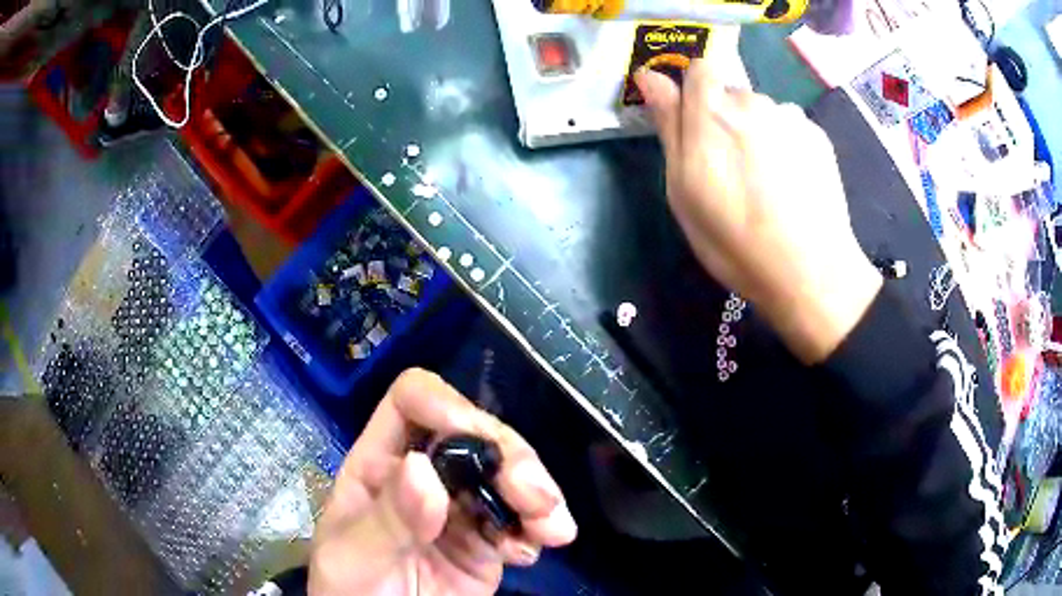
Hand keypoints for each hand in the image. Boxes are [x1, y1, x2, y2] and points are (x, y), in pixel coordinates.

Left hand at [309, 369, 577, 594]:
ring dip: (539, 493)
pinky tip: (531, 553)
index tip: (475, 440)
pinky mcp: (490, 543)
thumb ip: (386, 520)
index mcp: (380, 466)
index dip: (444, 405)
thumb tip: (423, 468)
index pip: (411, 403)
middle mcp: (424, 477)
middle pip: (475, 434)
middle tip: (536, 499)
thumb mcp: (354, 559)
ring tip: (552, 529)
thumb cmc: (353, 594)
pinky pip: (524, 521)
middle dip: (512, 458)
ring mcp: (461, 510)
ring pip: (508, 473)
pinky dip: (540, 529)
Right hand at [634, 52, 881, 362]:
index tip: (693, 124)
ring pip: (762, 110)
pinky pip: (790, 126)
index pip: (699, 68)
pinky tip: (791, 182)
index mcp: (713, 112)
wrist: (811, 272)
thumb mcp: (684, 190)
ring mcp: (791, 117)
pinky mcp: (818, 136)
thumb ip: (669, 126)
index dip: (694, 91)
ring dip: (757, 131)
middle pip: (731, 92)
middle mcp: (753, 102)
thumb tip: (650, 76)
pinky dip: (785, 144)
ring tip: (766, 180)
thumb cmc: (735, 240)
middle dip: (724, 117)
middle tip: (729, 167)